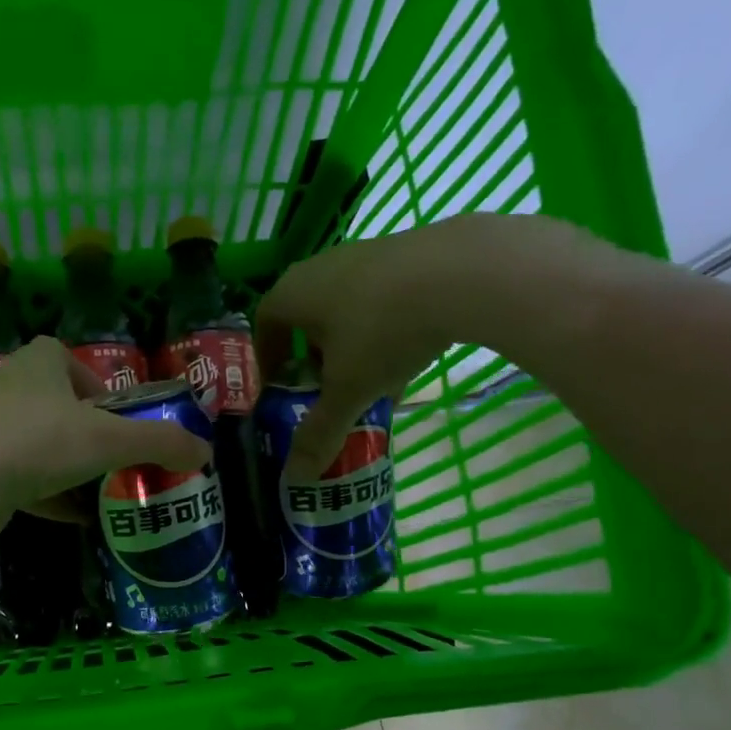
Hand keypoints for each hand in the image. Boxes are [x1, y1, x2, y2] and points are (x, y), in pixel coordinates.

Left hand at [0, 336, 211, 538]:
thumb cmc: (38, 441)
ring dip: (70, 470)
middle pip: (58, 408)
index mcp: (39, 364)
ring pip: (39, 448)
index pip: (69, 360)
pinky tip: (78, 520)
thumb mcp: (109, 439)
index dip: (97, 385)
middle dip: (88, 435)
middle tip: (118, 461)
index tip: (118, 417)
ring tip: (104, 494)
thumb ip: (159, 442)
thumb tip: (205, 452)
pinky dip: (51, 499)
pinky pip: (23, 482)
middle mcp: (10, 390)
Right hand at [255, 213, 649, 477]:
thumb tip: (295, 478)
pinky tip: (408, 359)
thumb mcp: (348, 391)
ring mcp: (366, 253)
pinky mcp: (407, 251)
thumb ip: (320, 434)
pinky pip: (381, 298)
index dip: (267, 359)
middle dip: (311, 357)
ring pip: (346, 309)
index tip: (280, 388)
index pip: (264, 324)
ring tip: (369, 382)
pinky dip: (384, 329)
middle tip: (324, 391)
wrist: (466, 271)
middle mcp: (321, 267)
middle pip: (305, 317)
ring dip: (350, 347)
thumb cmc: (384, 331)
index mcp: (293, 293)